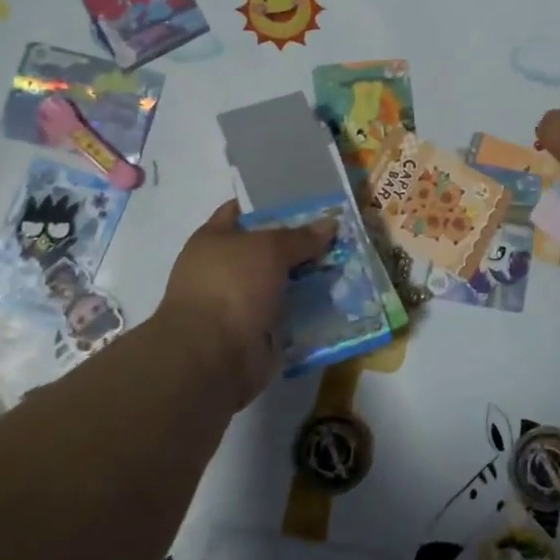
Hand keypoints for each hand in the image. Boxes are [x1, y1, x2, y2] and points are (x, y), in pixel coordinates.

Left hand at [157, 201, 336, 407]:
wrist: (211, 357)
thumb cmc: (231, 287)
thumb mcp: (268, 249)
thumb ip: (299, 237)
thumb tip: (329, 224)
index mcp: (213, 240)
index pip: (241, 211)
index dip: (271, 204)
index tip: (307, 202)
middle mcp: (223, 270)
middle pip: (268, 250)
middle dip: (301, 245)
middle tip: (339, 237)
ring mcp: (239, 304)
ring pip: (281, 284)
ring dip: (309, 280)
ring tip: (348, 268)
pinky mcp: (256, 334)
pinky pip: (288, 317)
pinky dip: (309, 313)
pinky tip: (340, 302)